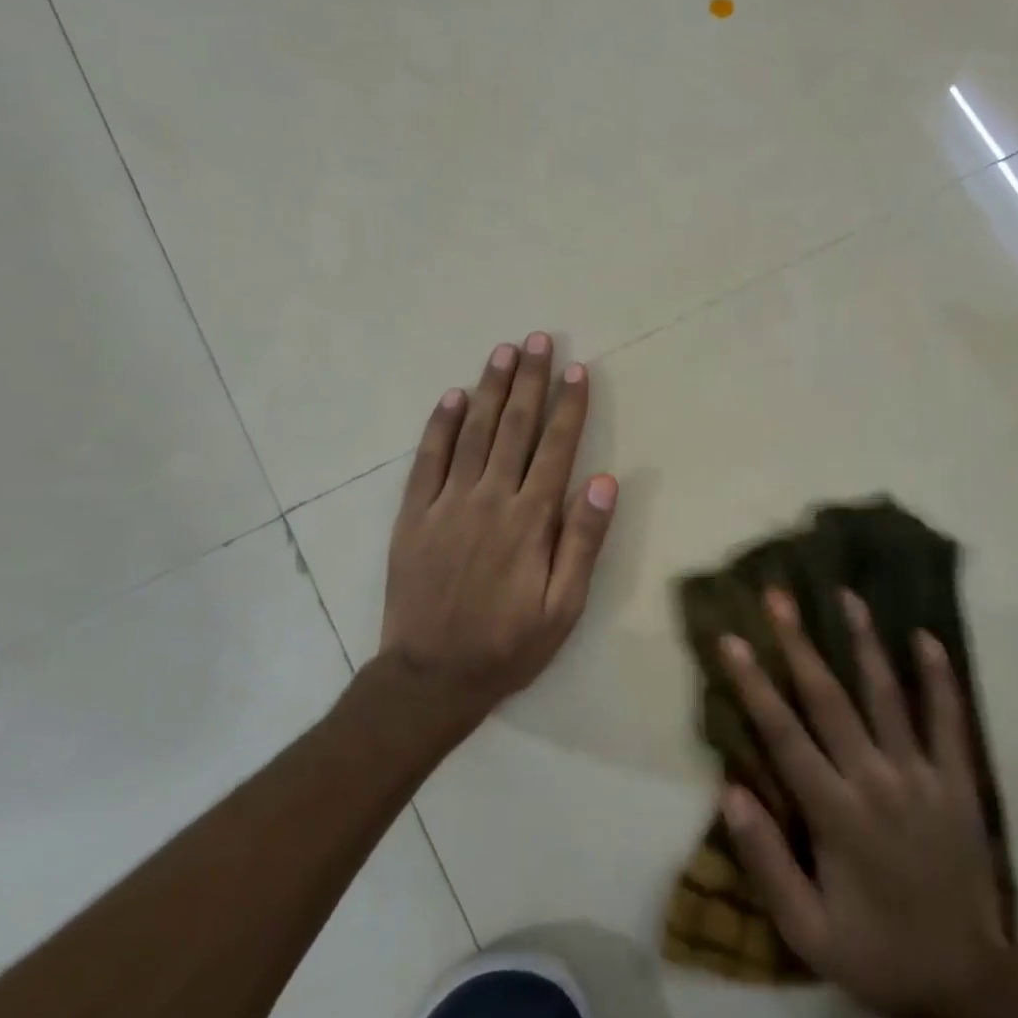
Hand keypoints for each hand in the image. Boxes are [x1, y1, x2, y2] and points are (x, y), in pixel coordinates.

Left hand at [380, 333, 617, 713]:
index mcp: (530, 520)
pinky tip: (453, 396)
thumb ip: (583, 541)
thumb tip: (604, 479)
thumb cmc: (508, 645)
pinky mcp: (414, 515)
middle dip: (531, 381)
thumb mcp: (563, 607)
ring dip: (491, 389)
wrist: (430, 677)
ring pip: (474, 432)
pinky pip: (428, 459)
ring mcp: (447, 503)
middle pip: (515, 428)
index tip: (578, 370)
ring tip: (504, 352)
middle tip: (540, 340)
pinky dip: (440, 425)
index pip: (556, 448)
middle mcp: (490, 499)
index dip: (570, 407)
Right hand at [720, 589, 1007, 1017]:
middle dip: (800, 644)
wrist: (965, 984)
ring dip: (864, 642)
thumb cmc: (874, 954)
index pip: (784, 734)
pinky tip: (926, 638)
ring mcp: (922, 776)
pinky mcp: (958, 781)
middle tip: (779, 596)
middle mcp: (876, 780)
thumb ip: (766, 861)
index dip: (754, 684)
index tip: (731, 639)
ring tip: (846, 595)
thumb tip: (730, 791)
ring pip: (887, 695)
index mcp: (835, 814)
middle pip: (830, 699)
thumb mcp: (805, 930)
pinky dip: (939, 678)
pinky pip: (949, 720)